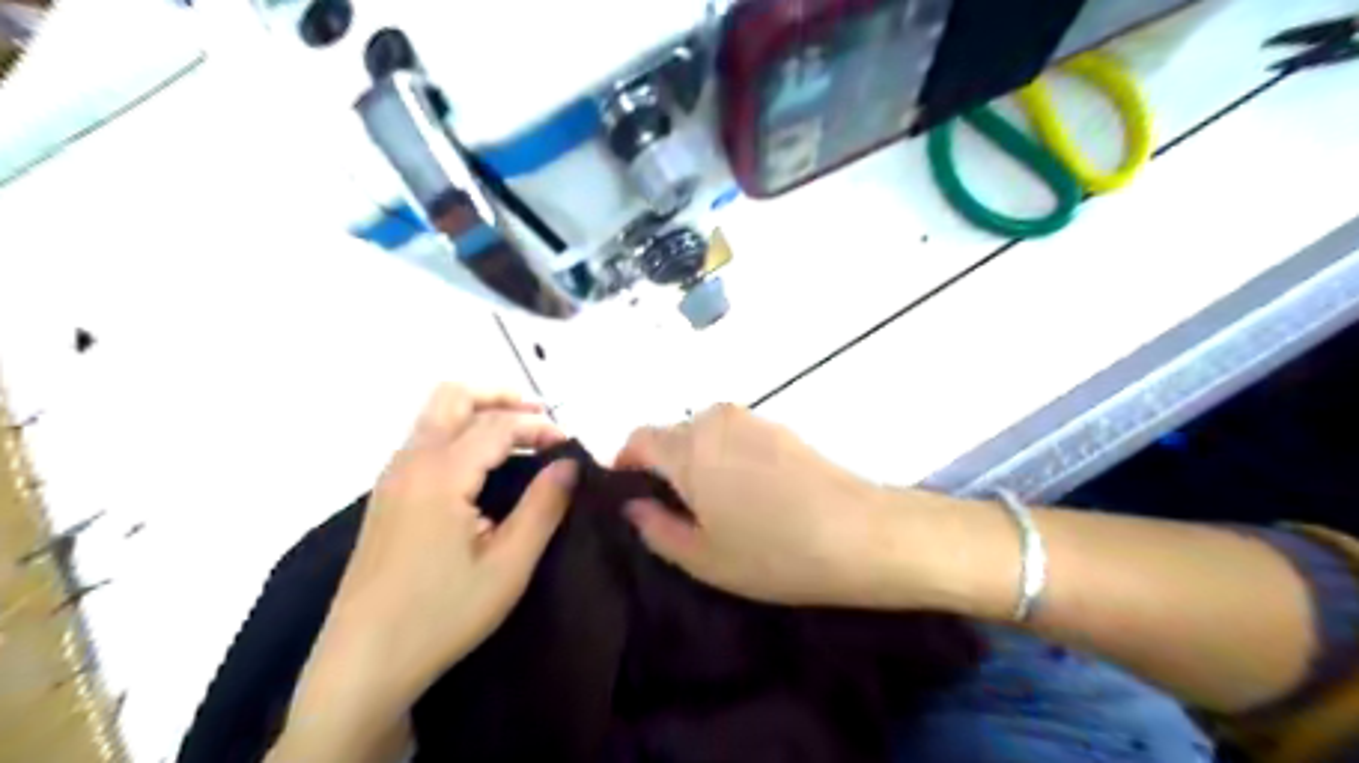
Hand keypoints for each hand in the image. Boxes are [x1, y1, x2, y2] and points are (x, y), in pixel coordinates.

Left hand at [286, 384, 579, 741]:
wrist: (362, 663)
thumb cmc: (442, 615)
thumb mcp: (508, 565)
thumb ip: (543, 506)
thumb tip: (569, 464)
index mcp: (440, 474)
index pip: (496, 425)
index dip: (538, 426)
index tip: (569, 444)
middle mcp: (410, 462)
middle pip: (453, 396)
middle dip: (500, 395)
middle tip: (540, 419)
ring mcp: (391, 478)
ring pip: (434, 415)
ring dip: (479, 412)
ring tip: (520, 438)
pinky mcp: (385, 496)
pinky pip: (424, 440)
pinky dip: (460, 432)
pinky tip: (483, 466)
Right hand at [619, 405, 900, 606]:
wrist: (861, 533)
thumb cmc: (774, 552)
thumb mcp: (704, 557)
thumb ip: (656, 528)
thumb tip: (634, 506)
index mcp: (689, 448)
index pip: (639, 438)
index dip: (626, 463)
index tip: (631, 494)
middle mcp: (716, 420)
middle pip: (673, 434)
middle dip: (664, 465)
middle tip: (677, 510)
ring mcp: (753, 419)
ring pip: (706, 433)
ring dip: (698, 460)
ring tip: (716, 504)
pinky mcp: (781, 427)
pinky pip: (736, 435)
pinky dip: (727, 456)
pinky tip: (751, 493)